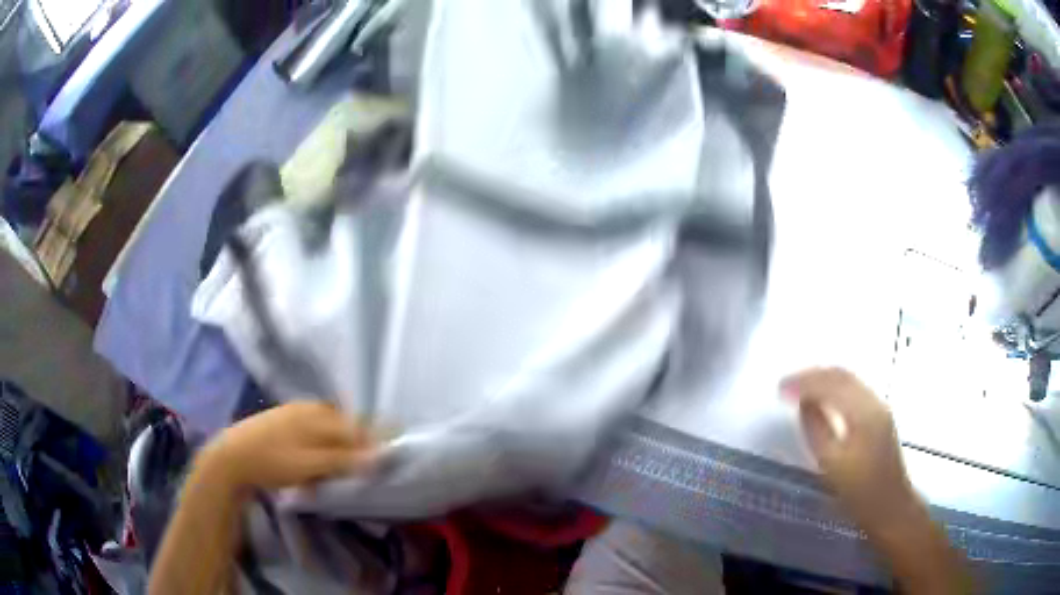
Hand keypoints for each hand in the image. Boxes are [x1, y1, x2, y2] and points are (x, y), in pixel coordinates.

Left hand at [199, 401, 376, 491]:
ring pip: (329, 426)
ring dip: (341, 442)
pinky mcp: (283, 420)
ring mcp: (294, 412)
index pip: (356, 427)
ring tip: (346, 462)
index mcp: (318, 416)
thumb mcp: (309, 465)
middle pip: (344, 423)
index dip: (375, 440)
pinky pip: (314, 428)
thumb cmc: (272, 461)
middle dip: (359, 440)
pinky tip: (320, 455)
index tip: (389, 454)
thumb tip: (379, 457)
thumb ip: (343, 460)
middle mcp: (309, 409)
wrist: (231, 457)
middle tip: (368, 463)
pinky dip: (324, 441)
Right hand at [781, 368, 919, 533]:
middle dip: (813, 375)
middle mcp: (874, 401)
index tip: (780, 388)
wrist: (890, 506)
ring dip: (824, 379)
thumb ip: (816, 428)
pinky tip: (823, 397)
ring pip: (849, 380)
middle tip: (787, 384)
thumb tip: (803, 403)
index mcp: (862, 412)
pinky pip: (854, 389)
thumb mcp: (831, 464)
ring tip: (800, 388)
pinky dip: (835, 387)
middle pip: (842, 375)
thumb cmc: (858, 492)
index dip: (803, 382)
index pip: (831, 384)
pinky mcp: (880, 415)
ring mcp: (880, 406)